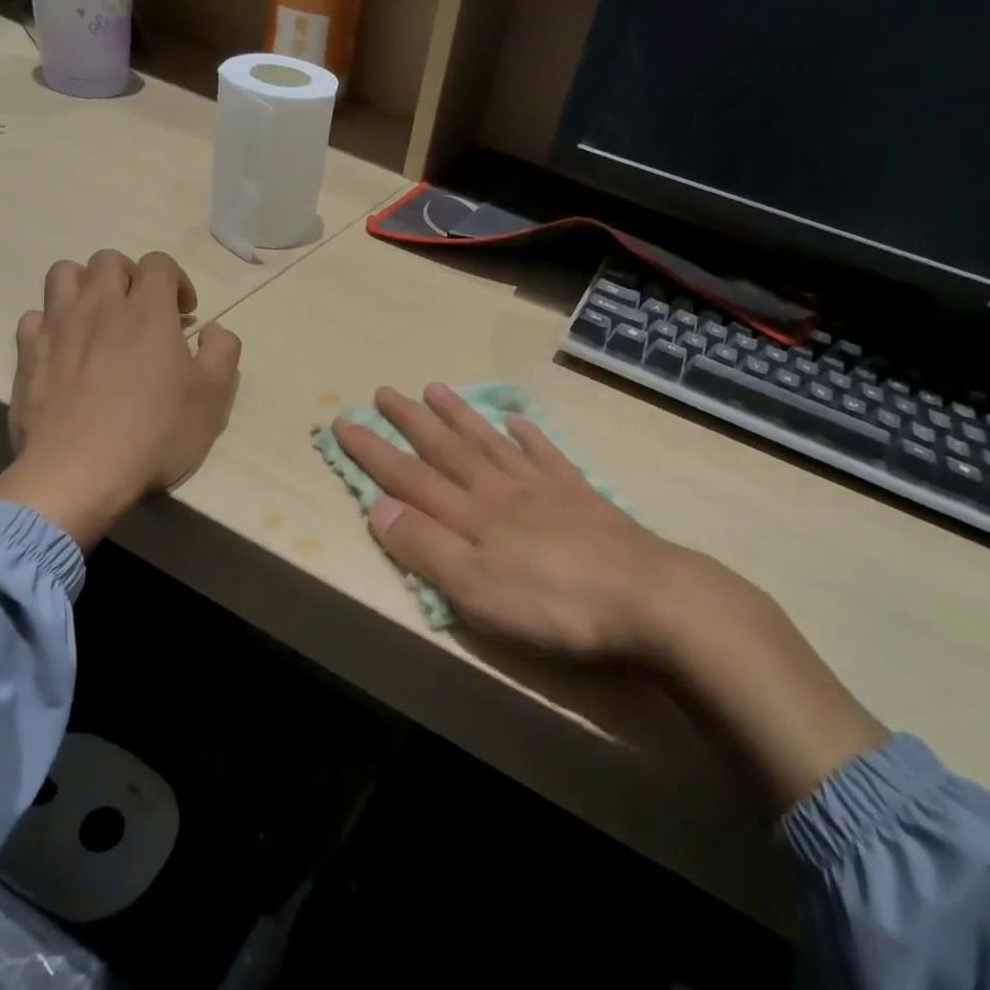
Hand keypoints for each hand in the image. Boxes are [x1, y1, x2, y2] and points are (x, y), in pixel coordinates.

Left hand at [0, 250, 240, 549]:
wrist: (80, 472)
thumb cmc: (155, 434)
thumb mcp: (213, 398)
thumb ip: (223, 352)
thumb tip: (214, 330)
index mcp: (148, 311)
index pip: (159, 263)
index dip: (176, 281)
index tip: (185, 314)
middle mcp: (100, 306)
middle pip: (109, 260)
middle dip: (131, 277)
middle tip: (144, 313)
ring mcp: (58, 328)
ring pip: (65, 274)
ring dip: (87, 287)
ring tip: (101, 319)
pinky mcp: (28, 355)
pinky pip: (34, 317)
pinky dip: (53, 322)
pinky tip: (67, 349)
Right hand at [332, 383, 743, 660]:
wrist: (646, 597)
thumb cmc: (551, 602)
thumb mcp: (474, 588)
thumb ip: (425, 547)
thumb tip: (377, 507)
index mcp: (470, 514)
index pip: (408, 477)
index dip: (373, 451)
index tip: (344, 421)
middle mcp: (500, 490)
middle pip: (447, 449)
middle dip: (411, 421)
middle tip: (385, 391)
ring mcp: (542, 488)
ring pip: (490, 442)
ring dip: (460, 416)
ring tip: (437, 388)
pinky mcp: (579, 496)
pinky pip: (545, 455)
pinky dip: (527, 434)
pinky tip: (516, 419)